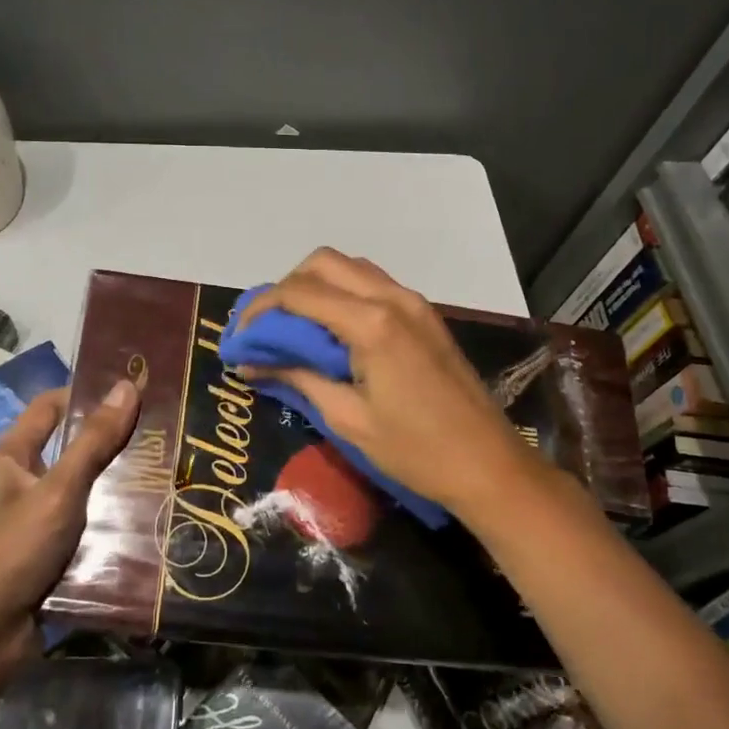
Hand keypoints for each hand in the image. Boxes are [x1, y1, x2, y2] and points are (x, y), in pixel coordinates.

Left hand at [0, 380, 139, 660]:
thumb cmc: (11, 549)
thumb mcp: (59, 490)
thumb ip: (94, 441)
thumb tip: (127, 385)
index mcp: (12, 457)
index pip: (51, 407)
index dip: (87, 393)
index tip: (134, 390)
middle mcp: (22, 484)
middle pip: (73, 449)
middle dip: (114, 443)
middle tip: (164, 432)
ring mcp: (36, 522)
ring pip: (85, 491)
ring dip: (119, 486)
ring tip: (169, 472)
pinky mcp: (50, 556)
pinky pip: (88, 528)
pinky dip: (113, 523)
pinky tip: (152, 519)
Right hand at [237, 249, 554, 519]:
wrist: (489, 465)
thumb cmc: (415, 451)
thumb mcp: (347, 418)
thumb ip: (298, 378)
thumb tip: (252, 363)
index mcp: (372, 323)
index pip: (299, 294)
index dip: (260, 309)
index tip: (239, 337)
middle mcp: (393, 298)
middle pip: (323, 264)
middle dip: (286, 288)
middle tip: (268, 329)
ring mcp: (414, 303)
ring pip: (350, 269)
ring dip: (316, 287)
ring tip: (295, 329)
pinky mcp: (425, 315)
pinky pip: (374, 285)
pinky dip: (343, 295)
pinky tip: (332, 333)